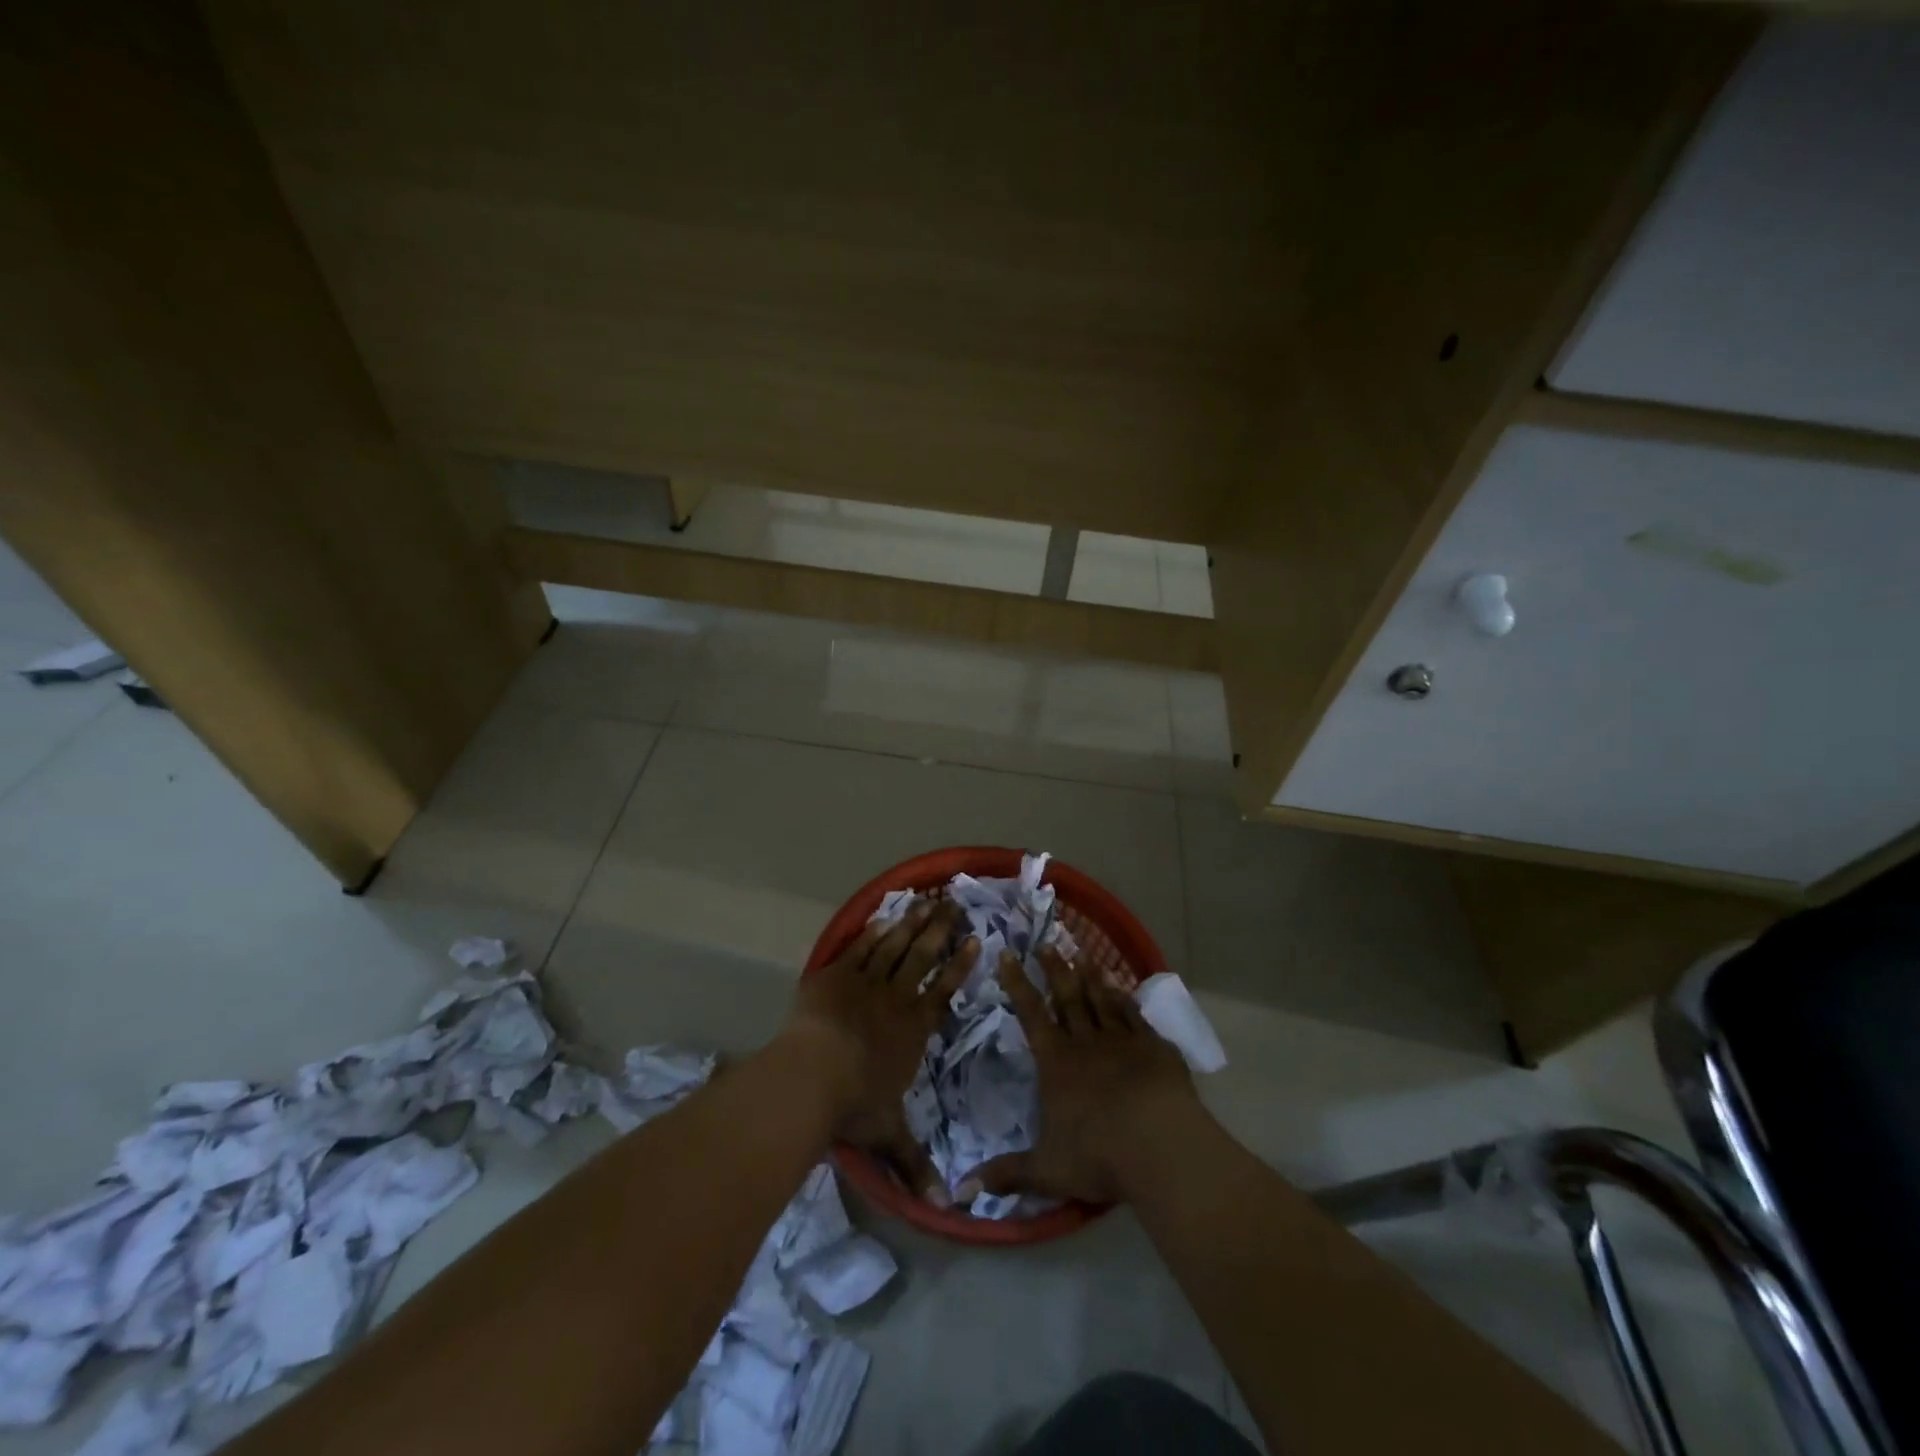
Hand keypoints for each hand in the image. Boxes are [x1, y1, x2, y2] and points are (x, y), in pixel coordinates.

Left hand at [784, 898, 977, 1204]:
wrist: (811, 1076)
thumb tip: (946, 1209)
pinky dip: (873, 931)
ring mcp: (865, 983)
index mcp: (913, 1031)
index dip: (960, 967)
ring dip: (912, 924)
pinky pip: (860, 947)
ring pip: (894, 946)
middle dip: (941, 931)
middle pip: (923, 958)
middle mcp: (895, 999)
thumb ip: (916, 1165)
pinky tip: (884, 917)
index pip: (944, 992)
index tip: (976, 941)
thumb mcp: (889, 1136)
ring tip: (926, 902)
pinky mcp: (835, 975)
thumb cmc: (855, 1104)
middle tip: (955, 904)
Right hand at [959, 946, 1197, 1206]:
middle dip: (1055, 969)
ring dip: (1090, 976)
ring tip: (1083, 954)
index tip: (1008, 955)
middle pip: (1067, 996)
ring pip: (1101, 999)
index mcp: (1057, 1063)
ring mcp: (1122, 1040)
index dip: (1017, 984)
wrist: (1161, 1147)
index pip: (1031, 1014)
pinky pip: (1134, 1015)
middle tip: (1047, 942)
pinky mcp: (1154, 1047)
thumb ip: (1006, 1174)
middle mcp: (1086, 1042)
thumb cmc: (1099, 1156)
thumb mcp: (1046, 1170)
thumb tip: (960, 1191)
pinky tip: (1121, 988)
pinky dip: (1125, 999)